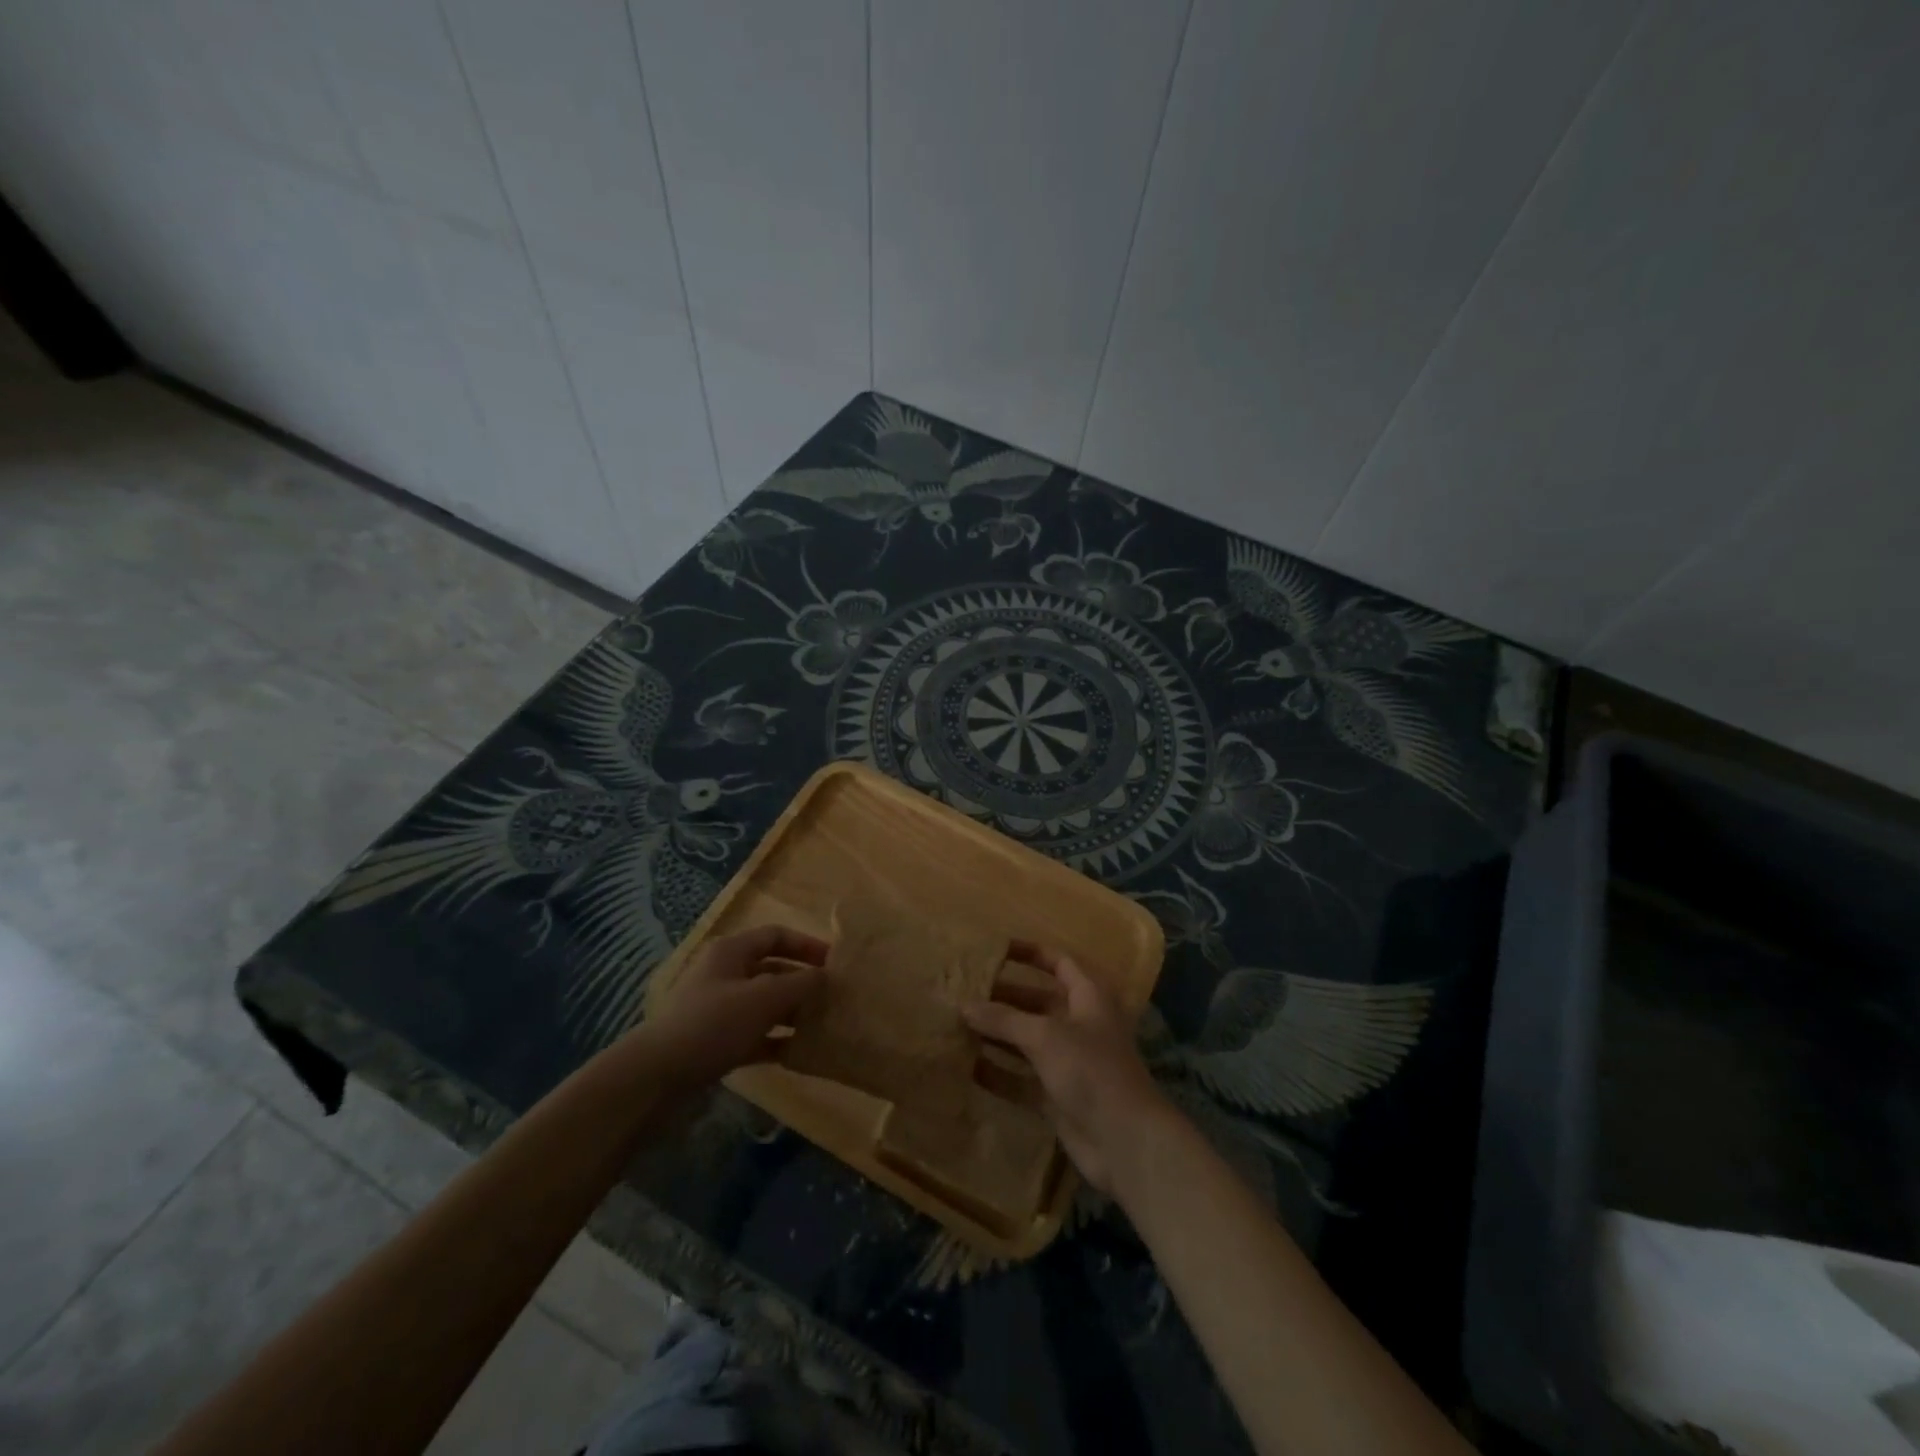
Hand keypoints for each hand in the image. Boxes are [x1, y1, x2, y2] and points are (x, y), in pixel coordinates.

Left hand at [636, 924, 827, 1089]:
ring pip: (765, 1003)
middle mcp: (726, 974)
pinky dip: (777, 1039)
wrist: (657, 1075)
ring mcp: (719, 1008)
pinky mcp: (716, 1041)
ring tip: (823, 1024)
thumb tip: (826, 976)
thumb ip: (800, 984)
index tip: (835, 963)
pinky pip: (756, 1033)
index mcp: (732, 952)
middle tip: (834, 997)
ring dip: (793, 1012)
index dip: (807, 945)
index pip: (776, 935)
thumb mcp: (764, 998)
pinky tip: (799, 1052)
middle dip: (803, 982)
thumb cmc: (714, 1023)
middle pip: (773, 970)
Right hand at [963, 943, 1174, 1194]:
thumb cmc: (1090, 1070)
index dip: (1030, 953)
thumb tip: (964, 1006)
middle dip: (1004, 997)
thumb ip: (1004, 1019)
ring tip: (958, 1026)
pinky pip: (1023, 1078)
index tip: (995, 949)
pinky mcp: (1058, 1095)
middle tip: (964, 992)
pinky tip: (968, 1068)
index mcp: (1089, 997)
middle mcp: (1080, 1024)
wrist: (1125, 1142)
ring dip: (998, 1035)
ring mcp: (1069, 1062)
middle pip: (1038, 1002)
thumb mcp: (1045, 1036)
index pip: (1058, 962)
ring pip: (1028, 1040)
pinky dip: (1000, 1073)